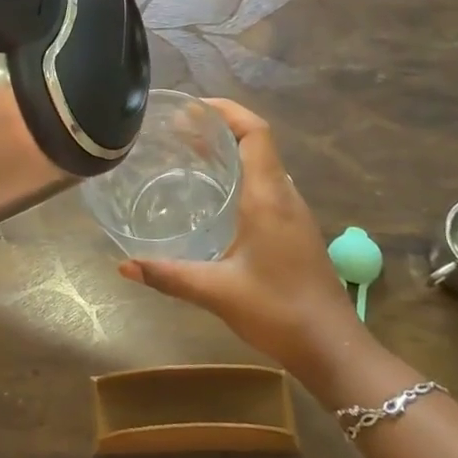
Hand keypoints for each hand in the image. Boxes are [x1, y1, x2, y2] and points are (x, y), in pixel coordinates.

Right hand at [118, 99, 357, 375]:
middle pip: (256, 142)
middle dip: (218, 127)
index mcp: (269, 197)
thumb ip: (169, 275)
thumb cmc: (278, 312)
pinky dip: (238, 174)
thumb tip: (123, 265)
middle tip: (176, 129)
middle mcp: (284, 196)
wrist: (333, 349)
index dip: (227, 110)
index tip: (191, 107)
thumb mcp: (216, 292)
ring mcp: (294, 213)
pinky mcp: (294, 230)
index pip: (255, 132)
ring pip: (261, 164)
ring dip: (229, 150)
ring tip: (189, 152)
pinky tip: (214, 195)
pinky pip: (265, 185)